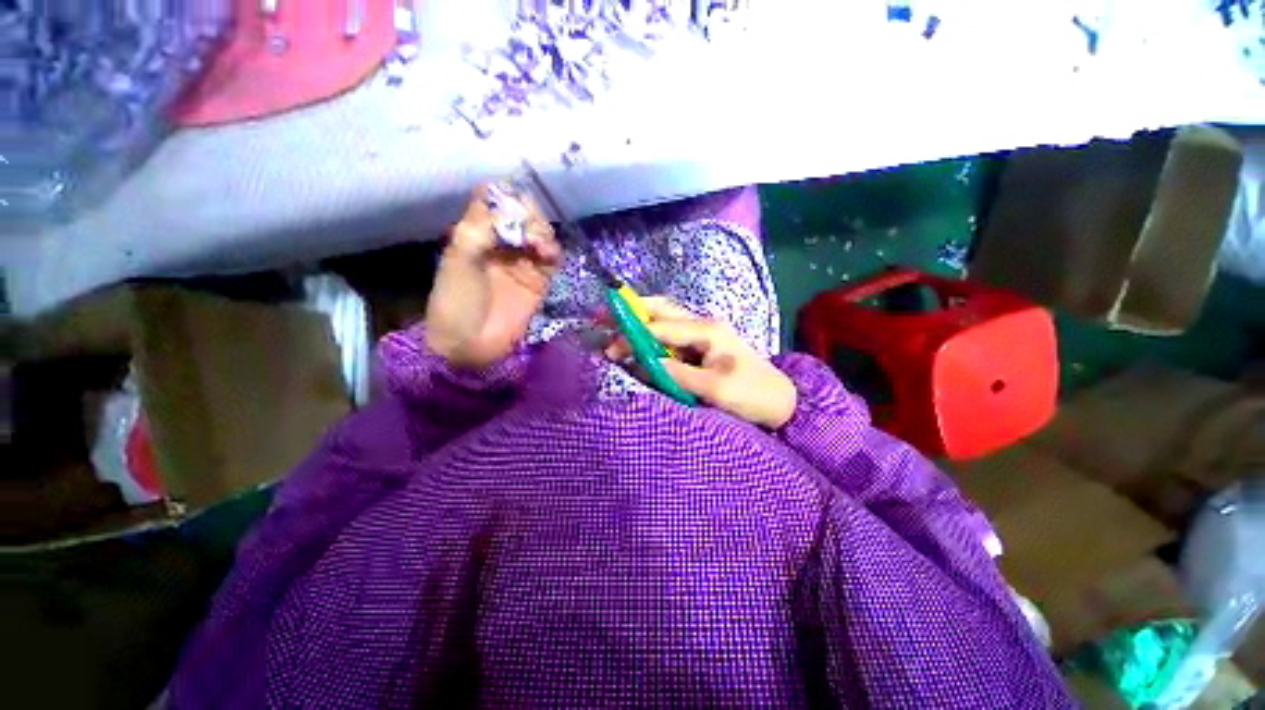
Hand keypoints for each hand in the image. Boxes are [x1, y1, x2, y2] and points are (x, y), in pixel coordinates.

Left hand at [425, 185, 560, 368]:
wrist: (471, 343)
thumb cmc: (457, 300)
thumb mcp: (459, 258)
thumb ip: (481, 227)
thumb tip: (506, 205)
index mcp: (476, 233)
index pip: (495, 201)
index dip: (505, 197)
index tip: (510, 207)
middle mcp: (501, 243)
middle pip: (523, 214)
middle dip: (529, 216)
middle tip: (528, 231)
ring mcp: (522, 261)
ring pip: (540, 233)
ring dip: (543, 232)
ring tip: (540, 246)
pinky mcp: (539, 280)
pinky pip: (552, 258)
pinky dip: (553, 251)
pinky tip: (549, 255)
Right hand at [606, 298, 797, 428]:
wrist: (781, 400)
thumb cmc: (752, 393)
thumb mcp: (716, 389)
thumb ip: (679, 374)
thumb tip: (645, 364)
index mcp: (707, 330)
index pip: (662, 327)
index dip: (634, 335)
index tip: (611, 347)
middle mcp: (702, 325)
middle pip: (661, 309)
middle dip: (632, 310)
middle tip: (602, 314)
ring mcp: (702, 334)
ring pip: (664, 319)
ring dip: (639, 320)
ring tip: (613, 324)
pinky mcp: (701, 347)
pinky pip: (670, 335)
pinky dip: (650, 336)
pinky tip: (637, 342)